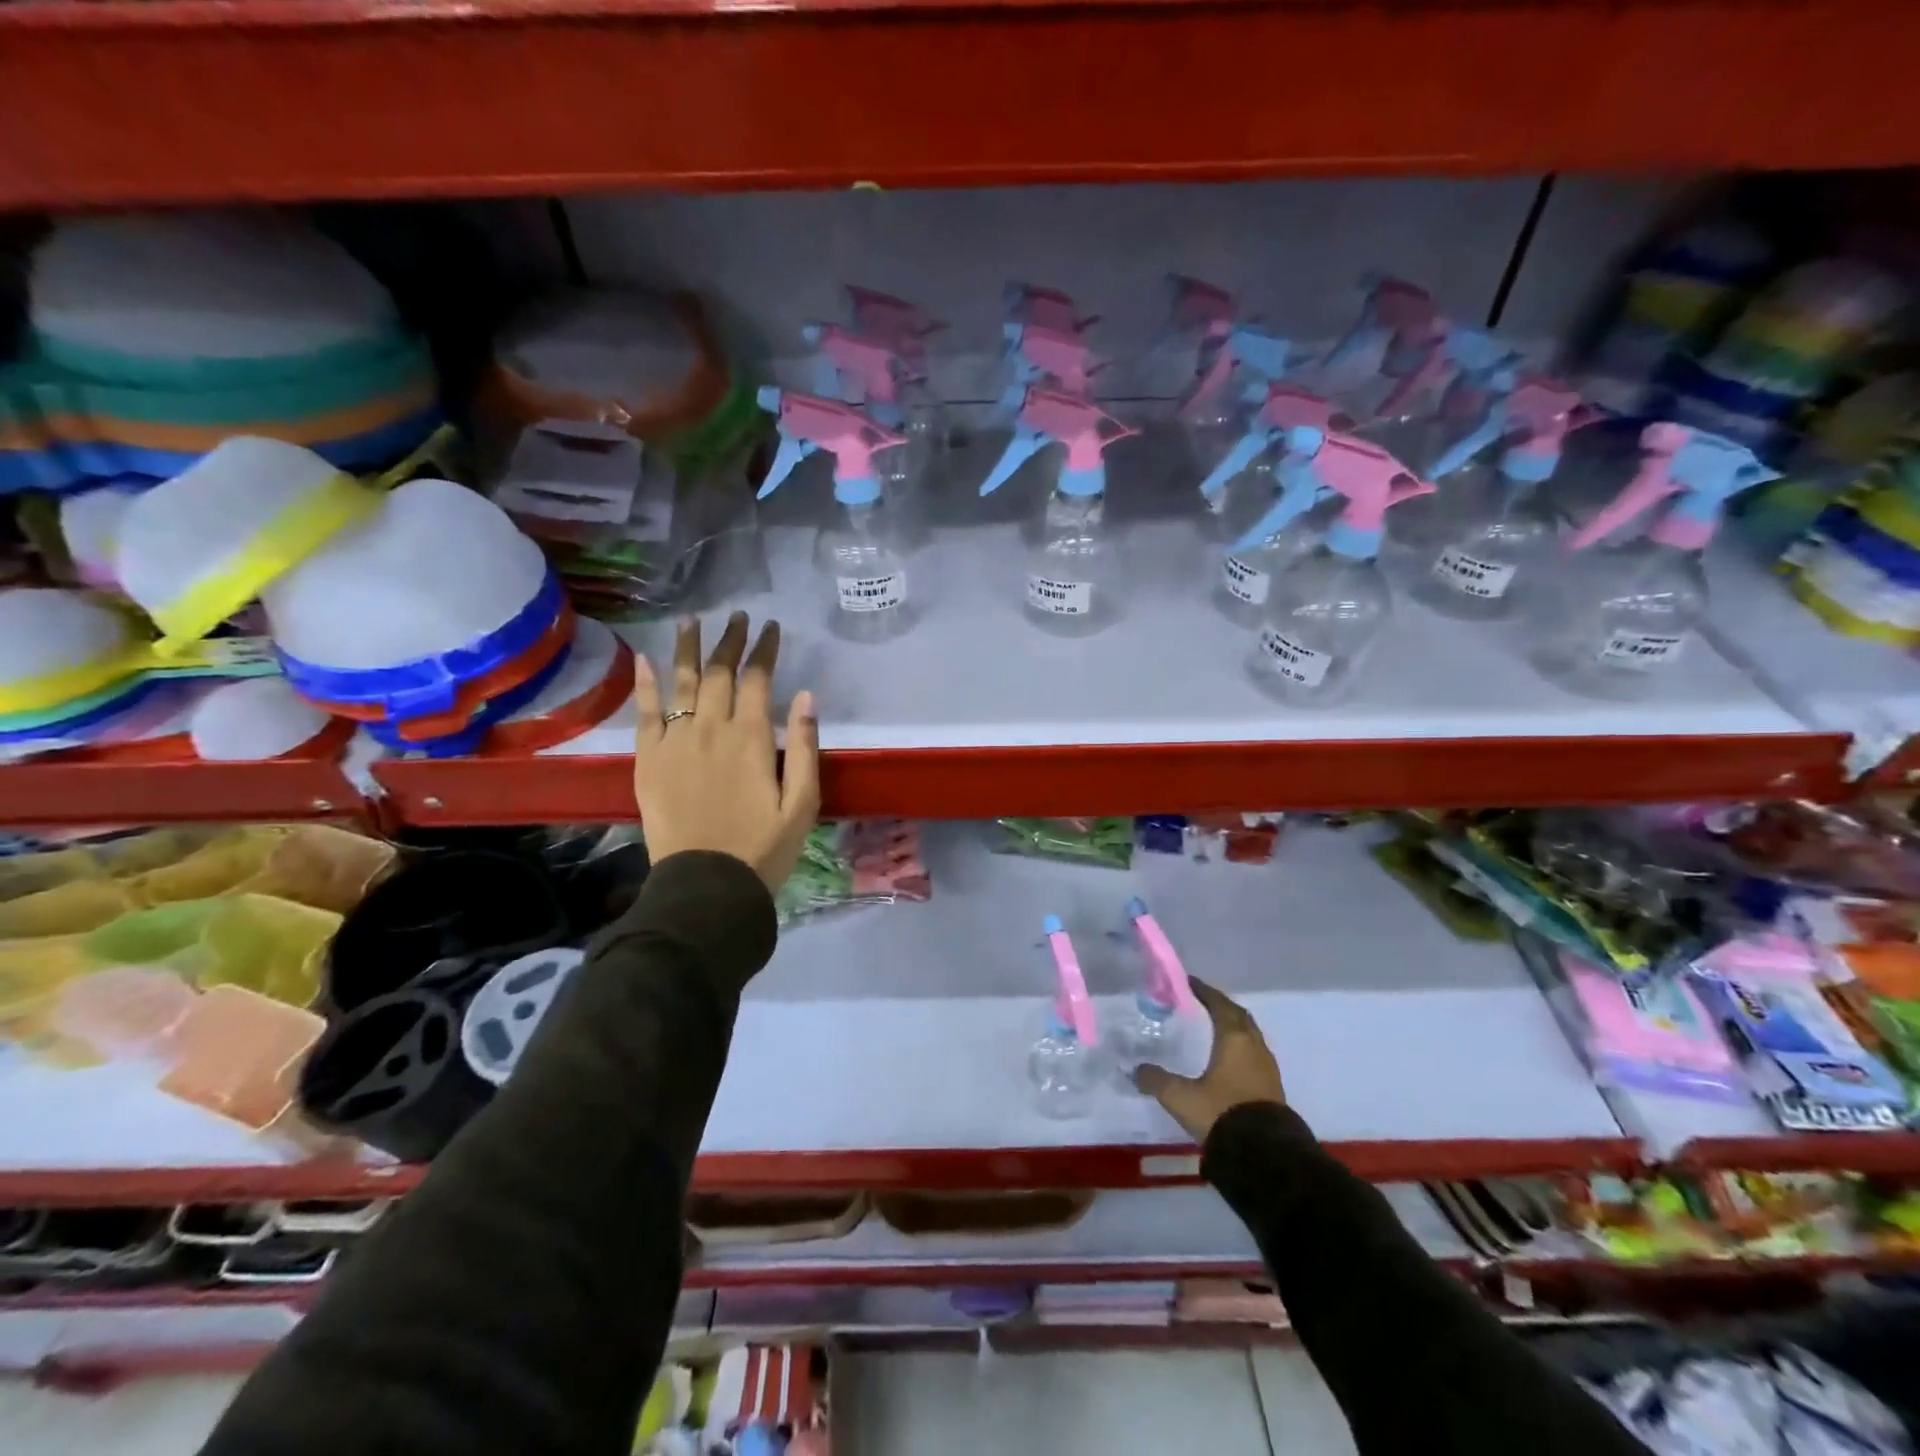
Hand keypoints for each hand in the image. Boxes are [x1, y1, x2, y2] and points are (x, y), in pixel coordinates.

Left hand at [632, 613, 819, 891]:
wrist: (706, 884)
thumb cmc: (763, 847)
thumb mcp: (803, 803)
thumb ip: (805, 747)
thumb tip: (806, 696)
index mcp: (751, 738)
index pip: (758, 679)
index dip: (765, 649)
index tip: (771, 627)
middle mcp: (711, 728)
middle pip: (719, 672)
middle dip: (730, 640)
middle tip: (737, 615)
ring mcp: (675, 741)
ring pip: (681, 683)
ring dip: (688, 649)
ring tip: (691, 621)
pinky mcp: (648, 760)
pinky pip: (645, 713)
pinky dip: (646, 685)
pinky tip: (647, 661)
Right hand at [1134, 978, 1285, 1142]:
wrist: (1264, 1156)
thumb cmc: (1221, 1113)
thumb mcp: (1181, 1097)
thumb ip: (1157, 1080)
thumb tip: (1135, 1070)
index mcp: (1234, 1040)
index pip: (1220, 1005)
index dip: (1205, 992)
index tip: (1190, 982)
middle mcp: (1254, 1047)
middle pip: (1239, 1016)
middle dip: (1221, 1006)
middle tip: (1202, 1001)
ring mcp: (1267, 1068)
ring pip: (1250, 1036)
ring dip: (1234, 1027)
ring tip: (1214, 1028)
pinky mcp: (1272, 1088)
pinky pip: (1254, 1055)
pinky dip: (1240, 1047)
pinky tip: (1228, 1059)